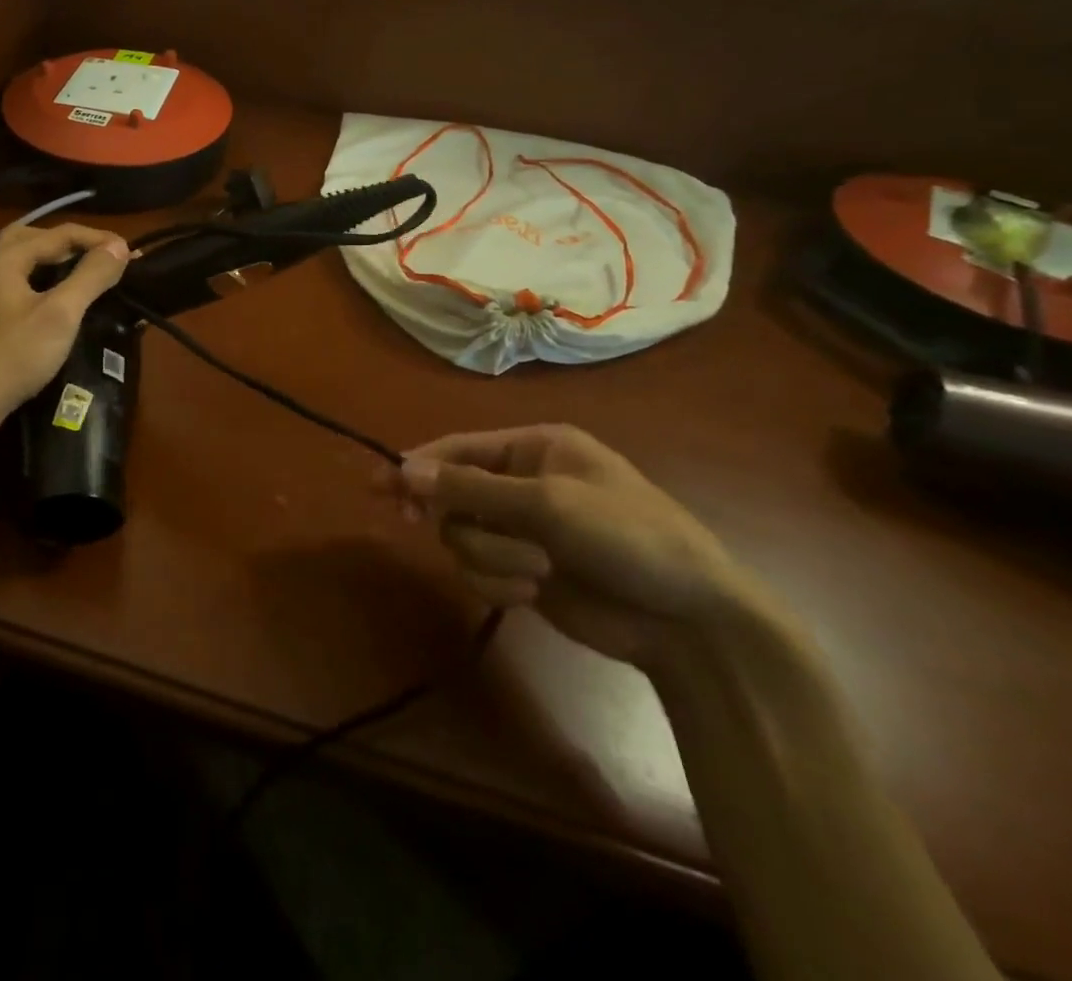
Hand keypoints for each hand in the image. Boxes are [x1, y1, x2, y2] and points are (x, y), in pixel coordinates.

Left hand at [0, 222, 128, 427]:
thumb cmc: (14, 355)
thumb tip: (118, 246)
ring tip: (83, 273)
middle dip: (72, 243)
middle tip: (102, 257)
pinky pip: (15, 280)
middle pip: (35, 238)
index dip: (98, 239)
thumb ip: (90, 276)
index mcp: (6, 257)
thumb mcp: (60, 314)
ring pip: (22, 259)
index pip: (60, 233)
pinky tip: (54, 298)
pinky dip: (40, 277)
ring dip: (54, 259)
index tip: (131, 253)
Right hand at [381, 425, 762, 672]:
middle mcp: (524, 483)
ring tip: (536, 570)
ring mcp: (524, 530)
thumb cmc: (628, 537)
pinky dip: (498, 581)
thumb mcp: (548, 503)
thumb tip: (403, 470)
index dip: (419, 464)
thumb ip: (471, 488)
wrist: (691, 623)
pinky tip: (533, 591)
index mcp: (535, 448)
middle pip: (453, 493)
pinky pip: (480, 570)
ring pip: (463, 536)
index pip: (460, 448)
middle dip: (456, 515)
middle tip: (412, 521)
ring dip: (490, 556)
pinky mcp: (524, 571)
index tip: (381, 483)